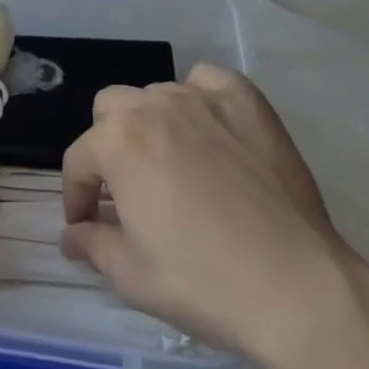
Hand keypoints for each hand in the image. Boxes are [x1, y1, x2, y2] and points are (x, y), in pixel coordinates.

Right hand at [59, 64, 362, 368]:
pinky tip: (209, 130)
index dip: (76, 196)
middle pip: (111, 110)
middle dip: (108, 146)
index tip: (85, 225)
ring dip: (151, 124)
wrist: (296, 287)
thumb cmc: (203, 282)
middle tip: (127, 190)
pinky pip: (207, 81)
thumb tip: (71, 235)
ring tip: (172, 164)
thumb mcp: (130, 275)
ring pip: (157, 95)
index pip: (79, 160)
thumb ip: (90, 244)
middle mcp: (153, 106)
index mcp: (117, 141)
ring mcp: (202, 97)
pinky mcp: (246, 100)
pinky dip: (198, 98)